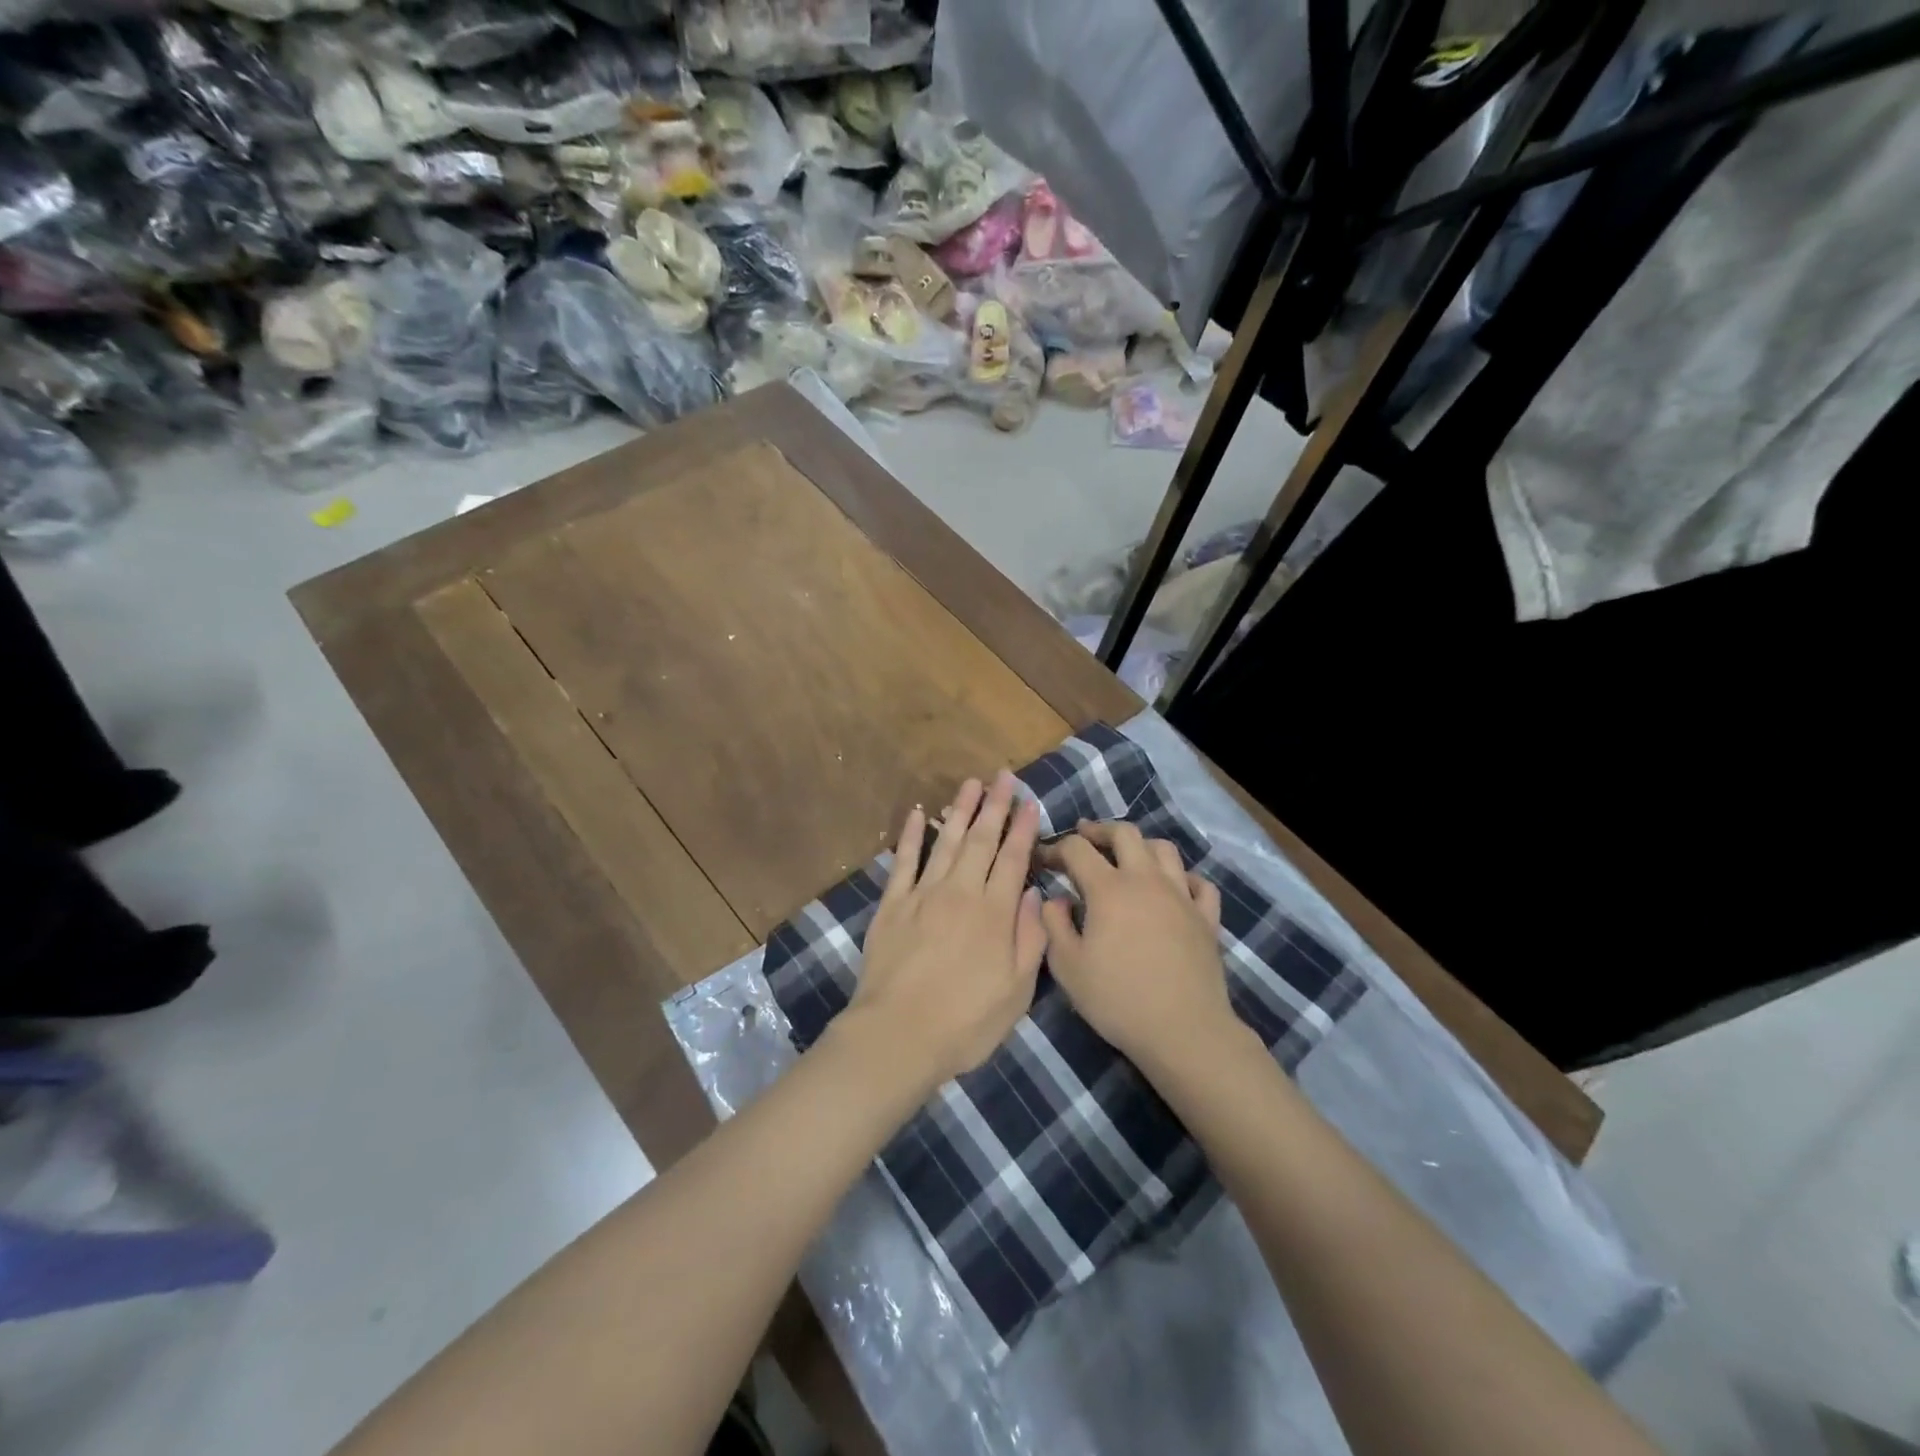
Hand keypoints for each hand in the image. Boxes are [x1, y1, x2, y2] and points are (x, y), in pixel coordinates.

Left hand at [844, 771, 1047, 1091]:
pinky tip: (916, 812)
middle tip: (1002, 776)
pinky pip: (903, 860)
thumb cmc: (966, 1022)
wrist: (898, 1035)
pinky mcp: (892, 904)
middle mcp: (961, 893)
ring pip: (945, 841)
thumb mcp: (1016, 992)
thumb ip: (1029, 939)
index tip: (1029, 802)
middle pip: (981, 840)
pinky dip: (909, 835)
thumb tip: (1032, 893)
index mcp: (994, 913)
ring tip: (970, 783)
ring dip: (959, 810)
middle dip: (994, 805)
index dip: (1023, 829)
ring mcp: (923, 895)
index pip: (1013, 859)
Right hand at [1039, 821, 1237, 1075]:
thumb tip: (1055, 899)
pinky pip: (1199, 883)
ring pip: (1164, 849)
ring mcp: (1182, 896)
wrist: (1183, 1030)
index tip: (1043, 859)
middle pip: (1125, 833)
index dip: (1056, 847)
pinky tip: (1173, 888)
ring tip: (1127, 858)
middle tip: (1084, 838)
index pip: (1077, 849)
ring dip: (1141, 846)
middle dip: (1100, 830)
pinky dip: (1183, 877)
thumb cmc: (1118, 999)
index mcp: (1109, 889)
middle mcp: (1146, 880)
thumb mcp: (1067, 967)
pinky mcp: (1207, 917)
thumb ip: (1054, 925)